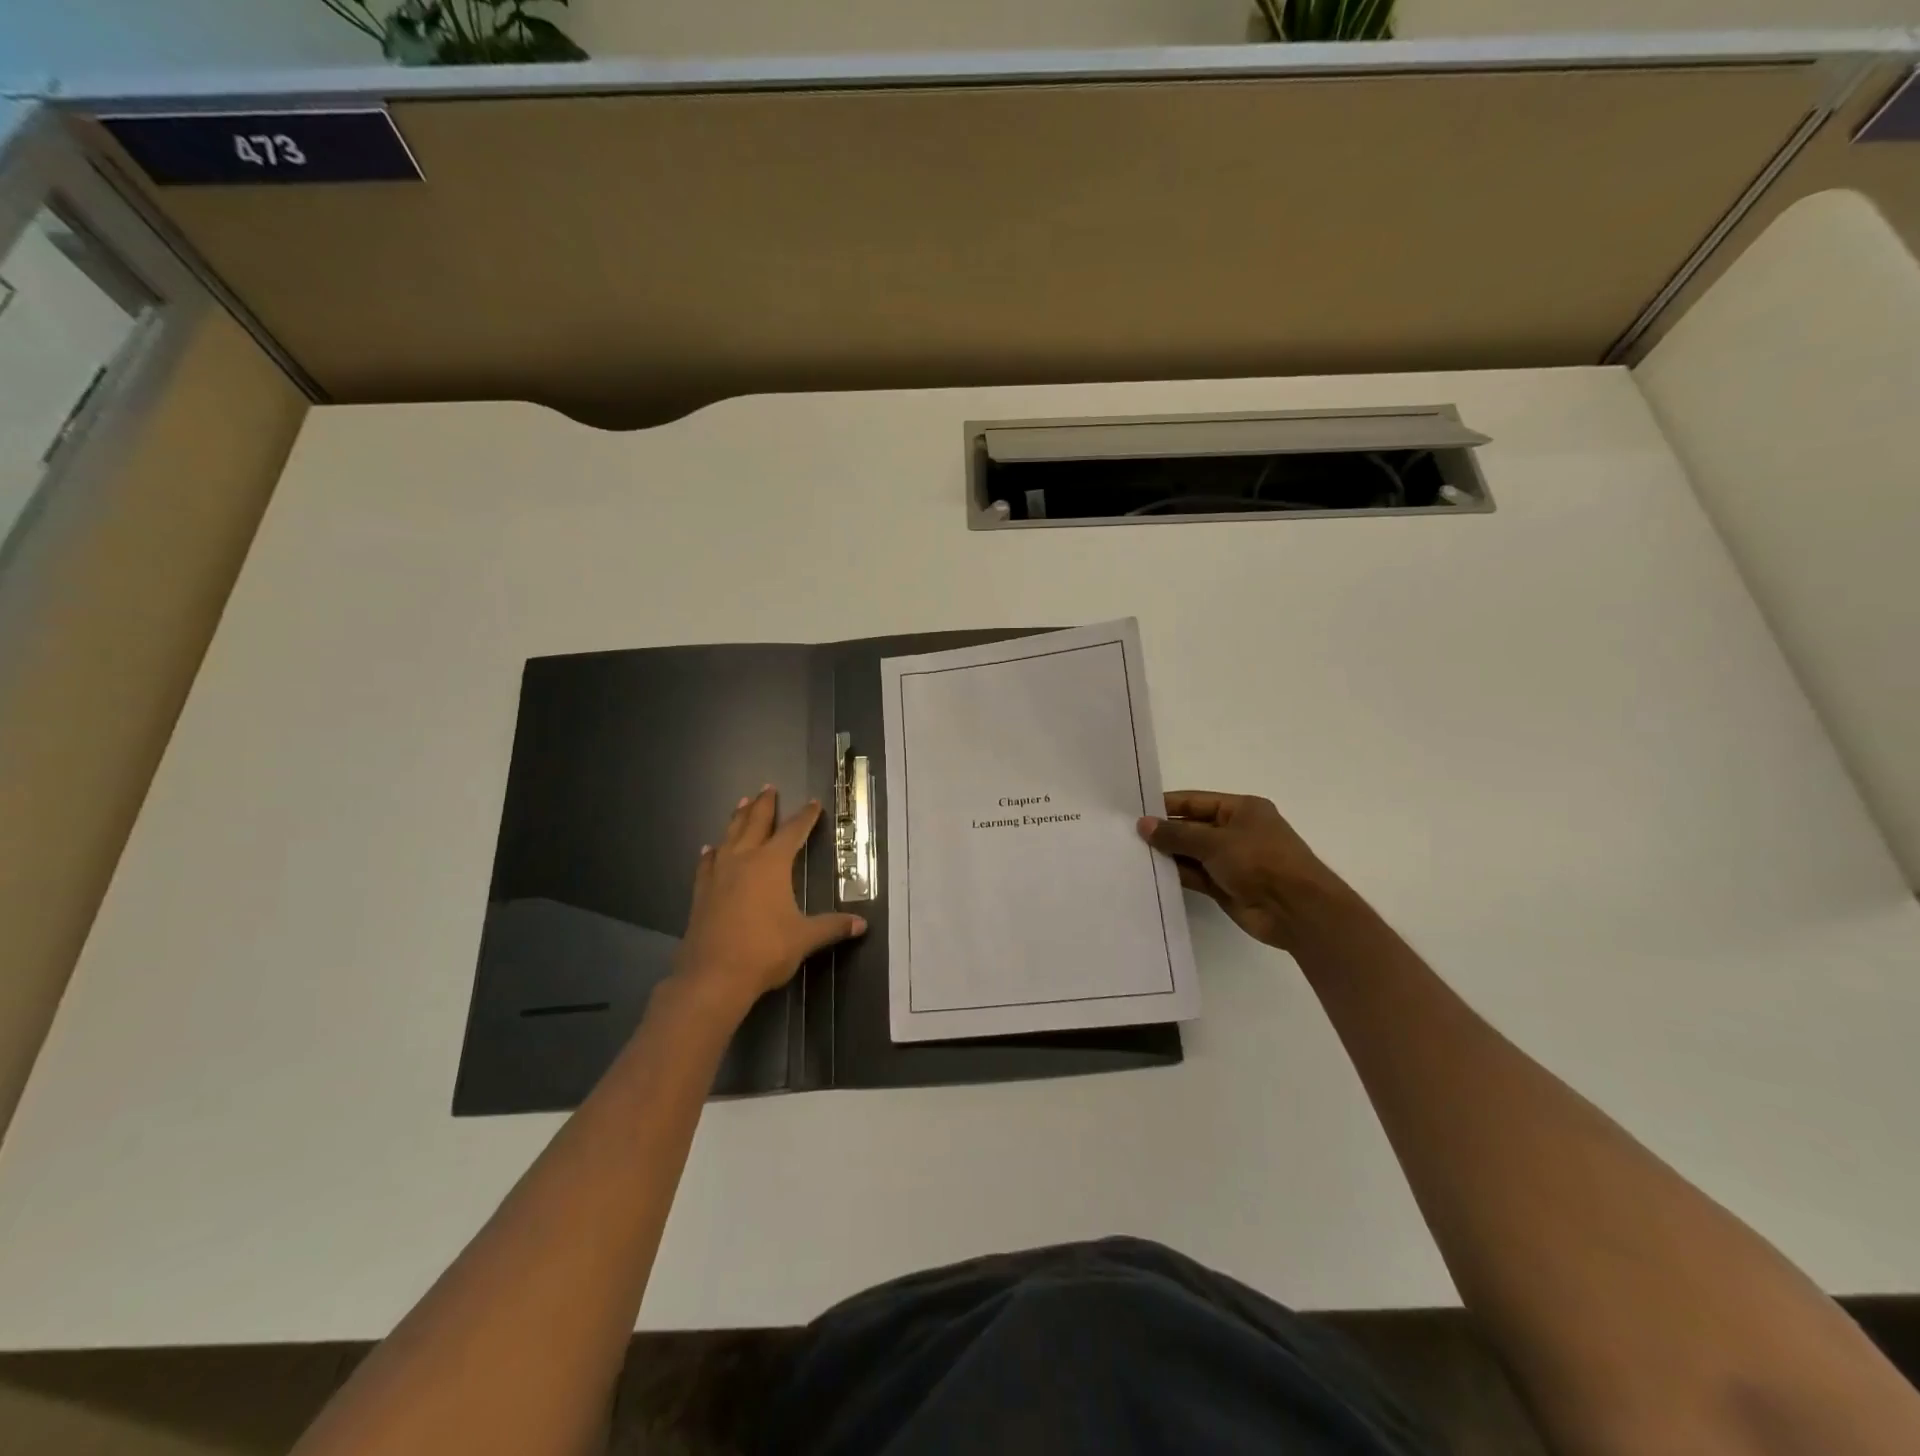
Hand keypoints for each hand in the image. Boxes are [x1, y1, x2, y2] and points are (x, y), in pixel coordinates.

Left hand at [670, 787, 866, 1018]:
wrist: (713, 977)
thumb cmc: (765, 951)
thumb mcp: (804, 938)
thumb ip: (831, 927)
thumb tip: (861, 924)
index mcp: (772, 864)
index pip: (793, 832)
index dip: (805, 817)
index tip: (813, 803)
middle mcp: (744, 860)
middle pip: (754, 823)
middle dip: (764, 805)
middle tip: (768, 787)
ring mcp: (718, 875)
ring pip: (729, 836)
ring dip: (737, 818)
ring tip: (742, 802)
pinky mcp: (701, 892)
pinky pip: (707, 863)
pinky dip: (712, 852)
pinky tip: (710, 849)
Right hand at [1138, 791, 1357, 951]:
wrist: (1296, 910)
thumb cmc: (1260, 861)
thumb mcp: (1215, 841)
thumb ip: (1176, 834)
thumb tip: (1143, 824)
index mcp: (1241, 809)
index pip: (1195, 801)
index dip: (1167, 805)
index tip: (1135, 811)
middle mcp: (1236, 832)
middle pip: (1192, 827)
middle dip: (1164, 831)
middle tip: (1126, 834)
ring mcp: (1231, 861)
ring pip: (1191, 853)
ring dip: (1168, 855)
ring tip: (1132, 853)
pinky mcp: (1226, 886)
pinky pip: (1195, 876)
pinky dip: (1177, 874)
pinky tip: (1151, 874)